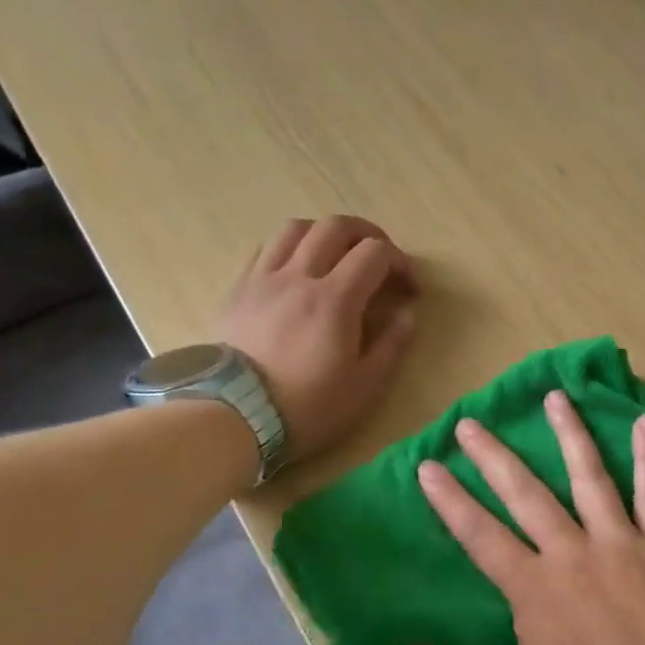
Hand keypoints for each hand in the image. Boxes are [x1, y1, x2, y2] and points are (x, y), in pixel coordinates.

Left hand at [217, 215, 417, 463]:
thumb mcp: (366, 386)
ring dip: (325, 234)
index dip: (401, 263)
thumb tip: (406, 314)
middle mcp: (299, 276)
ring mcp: (264, 279)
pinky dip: (290, 248)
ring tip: (336, 256)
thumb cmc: (308, 406)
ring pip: (296, 228)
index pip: (375, 253)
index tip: (409, 289)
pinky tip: (297, 270)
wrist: (235, 417)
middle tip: (379, 259)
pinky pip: (265, 248)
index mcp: (335, 299)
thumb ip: (392, 344)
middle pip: (336, 227)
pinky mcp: (238, 289)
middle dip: (367, 235)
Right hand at [392, 391, 644, 644]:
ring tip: (555, 396)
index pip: (481, 535)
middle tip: (471, 421)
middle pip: (526, 494)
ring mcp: (621, 542)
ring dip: (569, 434)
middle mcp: (573, 551)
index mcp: (534, 588)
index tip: (428, 465)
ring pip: (589, 477)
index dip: (451, 500)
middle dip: (494, 456)